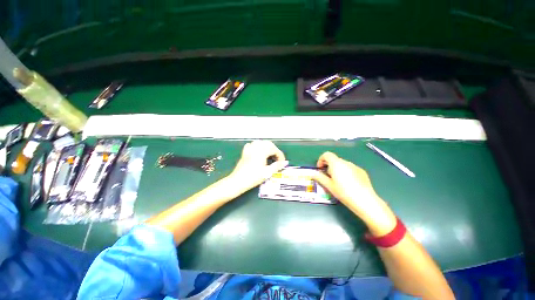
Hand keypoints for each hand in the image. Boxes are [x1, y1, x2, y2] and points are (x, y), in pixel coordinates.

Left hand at [228, 141, 288, 193]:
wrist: (238, 181)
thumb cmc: (253, 178)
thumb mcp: (267, 172)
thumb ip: (277, 166)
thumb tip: (285, 163)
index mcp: (262, 152)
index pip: (274, 149)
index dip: (280, 155)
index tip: (282, 162)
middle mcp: (255, 148)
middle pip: (268, 143)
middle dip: (274, 150)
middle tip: (277, 159)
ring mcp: (249, 149)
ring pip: (260, 142)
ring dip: (267, 147)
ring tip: (269, 155)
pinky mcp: (245, 152)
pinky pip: (252, 145)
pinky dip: (257, 147)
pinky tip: (258, 152)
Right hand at [311, 152, 396, 235]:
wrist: (365, 201)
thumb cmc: (344, 192)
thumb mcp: (329, 186)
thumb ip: (320, 177)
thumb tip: (313, 173)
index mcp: (336, 164)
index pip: (326, 154)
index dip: (321, 160)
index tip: (320, 169)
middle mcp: (346, 162)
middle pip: (334, 159)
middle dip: (328, 166)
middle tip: (328, 177)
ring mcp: (355, 166)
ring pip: (342, 164)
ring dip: (337, 169)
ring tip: (338, 182)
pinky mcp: (362, 171)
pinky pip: (350, 168)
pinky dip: (346, 172)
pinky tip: (349, 184)